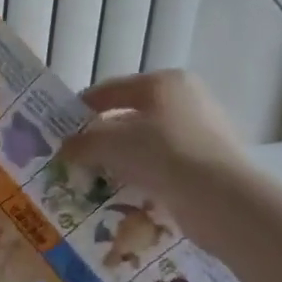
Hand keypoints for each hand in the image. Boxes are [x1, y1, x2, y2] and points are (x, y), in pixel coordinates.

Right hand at [61, 71, 256, 248]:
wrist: (221, 198)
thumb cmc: (162, 154)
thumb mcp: (111, 144)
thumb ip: (83, 143)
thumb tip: (64, 148)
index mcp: (164, 83)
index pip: (111, 89)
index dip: (81, 107)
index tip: (59, 127)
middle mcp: (187, 100)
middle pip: (131, 115)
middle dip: (101, 136)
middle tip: (75, 156)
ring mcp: (202, 131)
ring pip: (147, 142)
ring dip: (121, 158)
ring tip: (96, 178)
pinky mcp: (209, 162)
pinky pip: (165, 164)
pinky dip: (143, 174)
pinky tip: (126, 191)